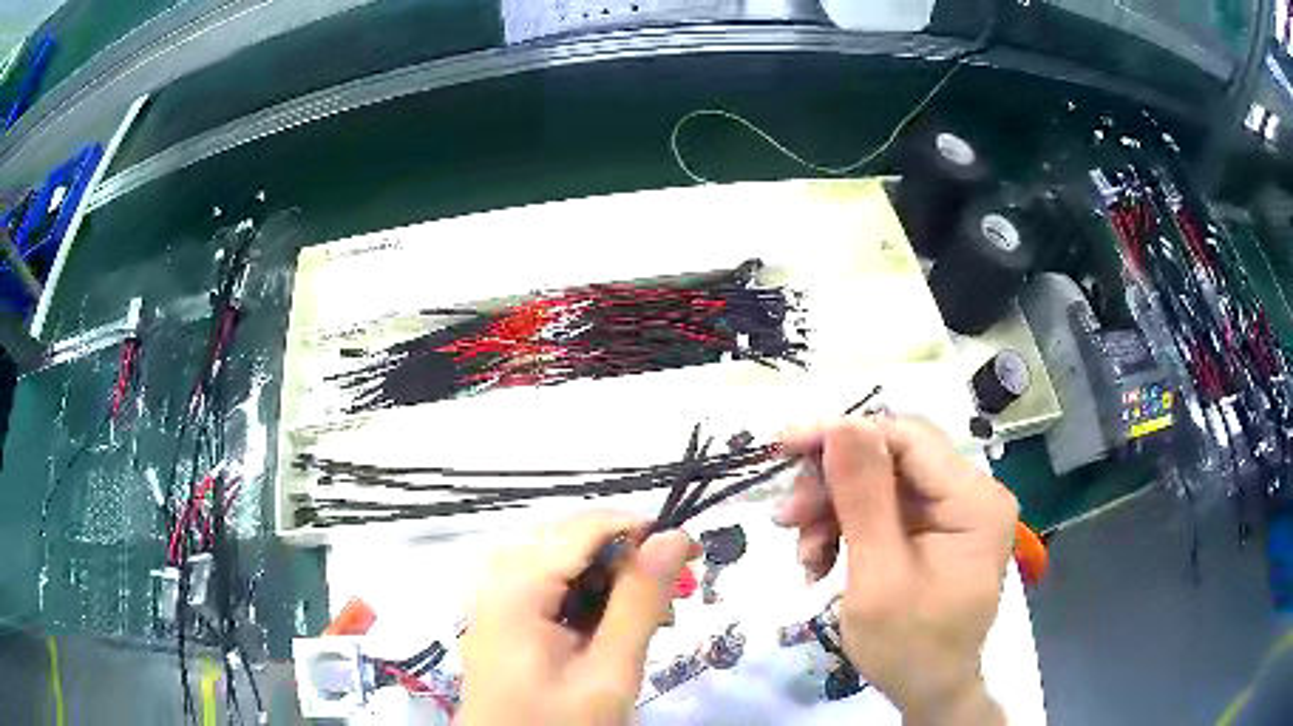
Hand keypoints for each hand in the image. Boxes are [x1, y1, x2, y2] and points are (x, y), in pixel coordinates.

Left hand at [459, 514, 693, 725]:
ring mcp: (493, 596)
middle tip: (672, 595)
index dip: (641, 529)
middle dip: (625, 557)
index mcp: (515, 588)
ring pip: (561, 558)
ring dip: (609, 576)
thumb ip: (639, 602)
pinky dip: (585, 593)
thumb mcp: (609, 672)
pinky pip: (547, 581)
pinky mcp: (500, 613)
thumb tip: (672, 537)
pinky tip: (609, 623)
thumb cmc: (559, 725)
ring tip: (648, 614)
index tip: (690, 553)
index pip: (584, 527)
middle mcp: (496, 578)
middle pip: (570, 538)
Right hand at [775, 416, 1016, 725]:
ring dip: (833, 513)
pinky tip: (821, 562)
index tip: (785, 448)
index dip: (844, 435)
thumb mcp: (878, 576)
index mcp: (974, 500)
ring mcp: (954, 512)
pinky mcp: (935, 531)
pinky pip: (884, 512)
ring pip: (881, 485)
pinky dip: (847, 531)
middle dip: (834, 486)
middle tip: (787, 518)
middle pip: (892, 459)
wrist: (928, 693)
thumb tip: (841, 423)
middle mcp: (971, 494)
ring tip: (804, 554)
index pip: (907, 438)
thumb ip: (863, 498)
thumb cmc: (908, 646)